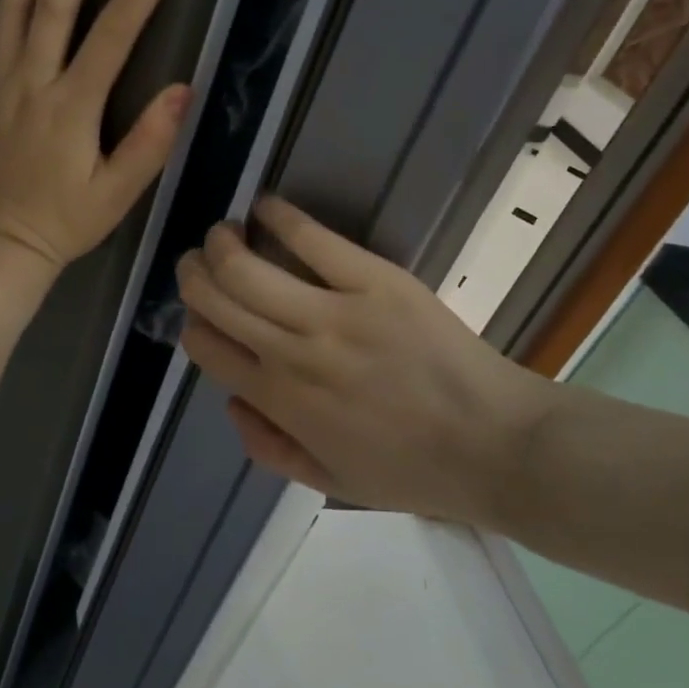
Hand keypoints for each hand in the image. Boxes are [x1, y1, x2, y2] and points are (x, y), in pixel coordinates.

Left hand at [0, 0, 191, 282]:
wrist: (1, 241)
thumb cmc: (66, 221)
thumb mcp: (118, 194)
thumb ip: (150, 142)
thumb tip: (182, 88)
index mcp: (69, 107)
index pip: (111, 33)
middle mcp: (31, 81)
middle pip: (57, 0)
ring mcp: (2, 79)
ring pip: (18, 3)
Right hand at [175, 198, 564, 527]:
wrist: (495, 446)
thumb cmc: (413, 469)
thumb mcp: (329, 481)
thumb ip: (267, 447)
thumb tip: (230, 400)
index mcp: (279, 400)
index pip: (205, 345)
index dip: (193, 322)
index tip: (202, 311)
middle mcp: (291, 353)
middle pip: (214, 295)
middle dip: (194, 271)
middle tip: (200, 260)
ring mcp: (332, 313)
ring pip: (245, 266)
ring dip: (222, 241)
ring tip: (226, 232)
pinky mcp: (374, 280)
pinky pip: (312, 238)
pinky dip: (279, 216)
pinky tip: (265, 206)